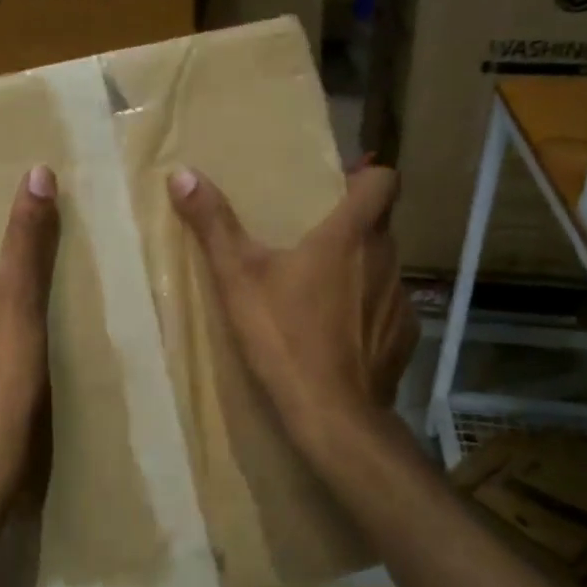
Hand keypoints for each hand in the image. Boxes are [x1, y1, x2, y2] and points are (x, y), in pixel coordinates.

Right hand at [168, 163, 415, 453]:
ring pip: (383, 267)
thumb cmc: (284, 335)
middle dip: (351, 226)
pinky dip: (367, 311)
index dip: (367, 177)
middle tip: (311, 239)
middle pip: (379, 225)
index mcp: (351, 235)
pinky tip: (339, 334)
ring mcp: (401, 300)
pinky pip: (387, 308)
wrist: (331, 413)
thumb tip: (182, 173)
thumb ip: (213, 224)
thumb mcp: (237, 277)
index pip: (384, 181)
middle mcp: (386, 259)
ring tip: (321, 289)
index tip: (339, 187)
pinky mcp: (405, 338)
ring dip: (359, 269)